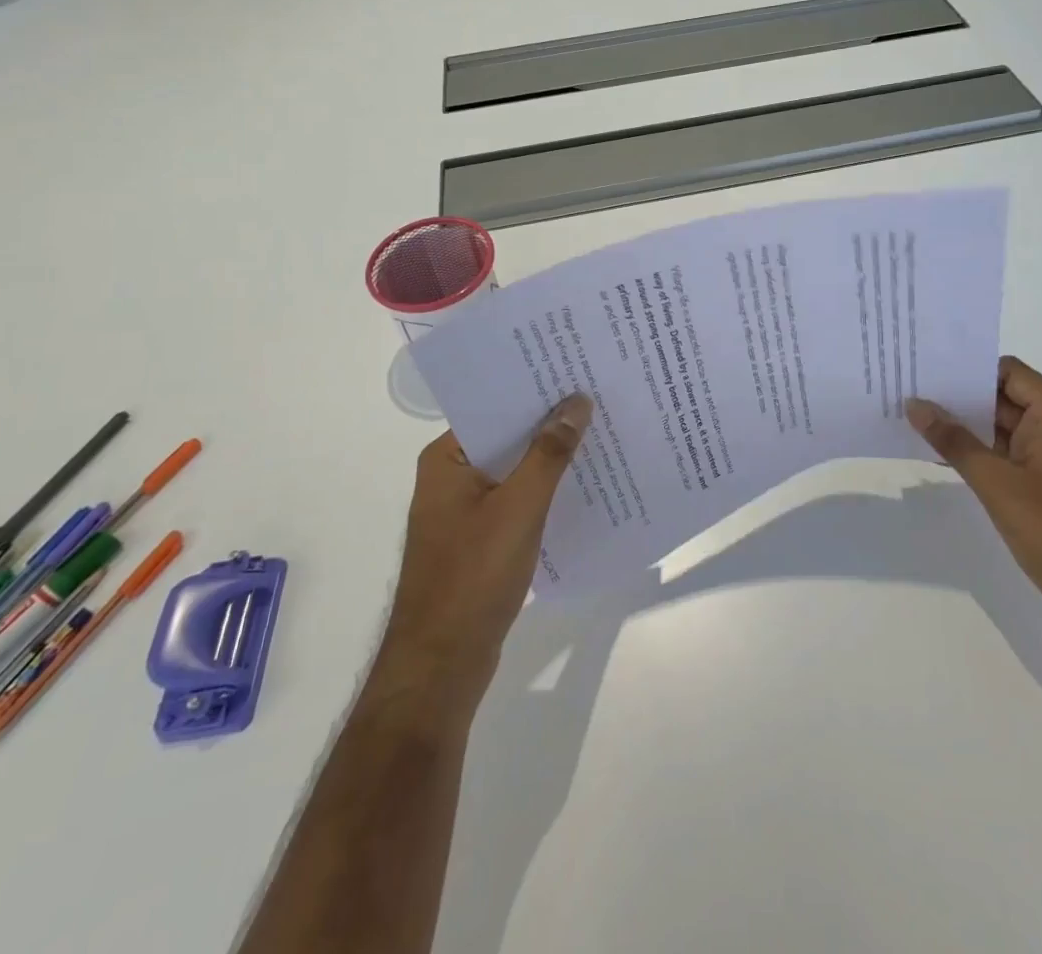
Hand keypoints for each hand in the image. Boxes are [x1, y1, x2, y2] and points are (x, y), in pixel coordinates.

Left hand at [371, 396, 592, 720]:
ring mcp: (463, 512)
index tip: (577, 375)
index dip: (536, 392)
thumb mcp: (519, 508)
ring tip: (600, 436)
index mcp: (446, 459)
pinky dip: (544, 493)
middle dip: (549, 425)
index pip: (495, 409)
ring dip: (550, 460)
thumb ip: (549, 453)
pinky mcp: (478, 541)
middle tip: (599, 400)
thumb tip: (577, 402)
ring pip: (514, 472)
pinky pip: (516, 502)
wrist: (441, 667)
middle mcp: (450, 478)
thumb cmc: (474, 576)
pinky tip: (583, 487)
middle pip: (507, 439)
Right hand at [907, 358, 1041, 643]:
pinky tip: (939, 452)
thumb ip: (954, 440)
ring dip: (964, 424)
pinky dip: (976, 450)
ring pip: (1002, 426)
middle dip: (959, 395)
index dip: (969, 367)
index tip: (927, 367)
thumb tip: (914, 404)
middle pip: (1003, 396)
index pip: (1009, 372)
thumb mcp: (997, 483)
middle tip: (909, 389)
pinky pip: (1006, 453)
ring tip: (914, 416)